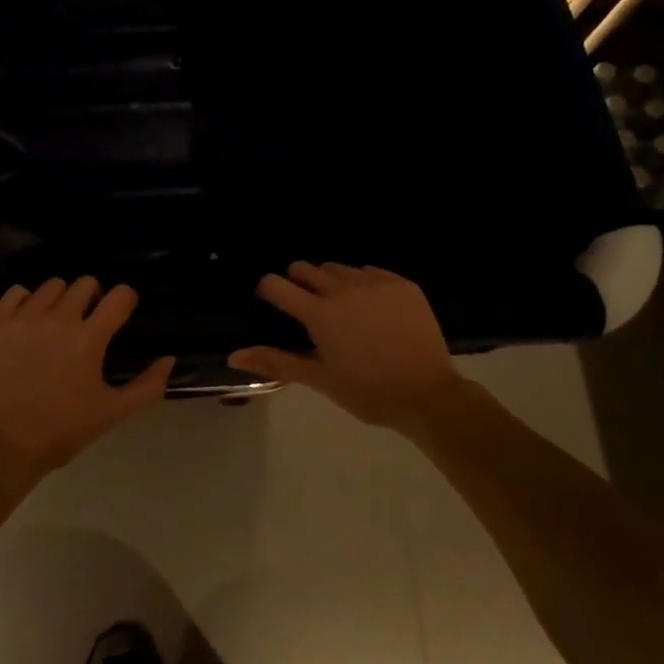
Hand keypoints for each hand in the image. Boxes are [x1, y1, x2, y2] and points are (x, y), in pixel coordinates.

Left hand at [0, 277, 173, 476]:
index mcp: (88, 339)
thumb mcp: (113, 412)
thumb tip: (169, 359)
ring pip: (52, 286)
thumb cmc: (63, 430)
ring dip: (61, 299)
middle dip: (94, 297)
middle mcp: (57, 319)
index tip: (122, 312)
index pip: (120, 295)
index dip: (126, 300)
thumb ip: (148, 386)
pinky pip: (16, 292)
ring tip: (57, 322)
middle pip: (85, 283)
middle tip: (88, 322)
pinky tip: (28, 322)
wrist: (3, 446)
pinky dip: (26, 301)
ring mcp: (22, 319)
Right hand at [230, 262, 462, 430]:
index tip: (272, 303)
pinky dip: (363, 284)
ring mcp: (375, 282)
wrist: (429, 395)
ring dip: (332, 283)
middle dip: (299, 284)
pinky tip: (373, 310)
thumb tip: (234, 356)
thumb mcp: (320, 379)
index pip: (277, 284)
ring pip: (338, 268)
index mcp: (319, 313)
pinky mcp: (402, 283)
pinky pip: (371, 271)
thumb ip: (276, 362)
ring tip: (344, 310)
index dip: (269, 291)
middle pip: (305, 268)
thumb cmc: (368, 392)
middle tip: (310, 311)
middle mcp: (343, 289)